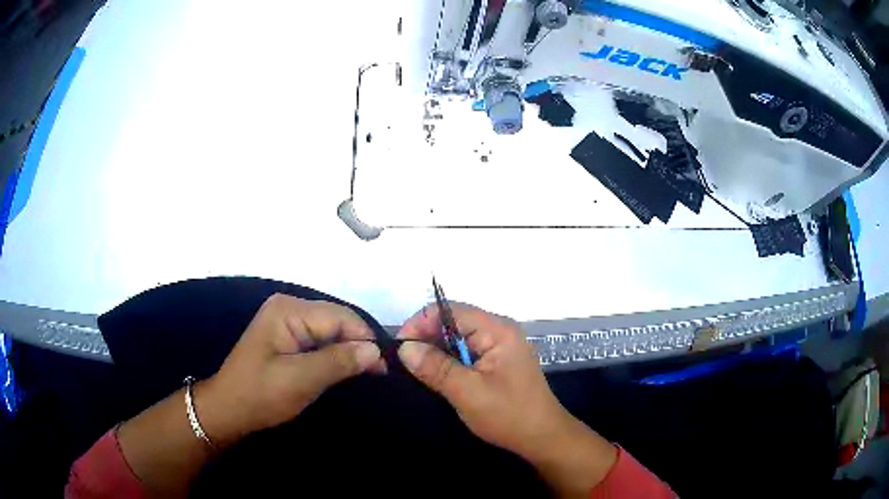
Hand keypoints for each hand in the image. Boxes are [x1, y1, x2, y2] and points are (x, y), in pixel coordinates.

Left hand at [198, 294, 383, 446]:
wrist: (229, 410)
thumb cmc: (261, 395)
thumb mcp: (301, 380)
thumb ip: (338, 361)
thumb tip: (376, 350)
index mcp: (288, 310)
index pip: (340, 317)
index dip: (365, 339)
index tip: (385, 369)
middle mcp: (289, 307)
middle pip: (337, 321)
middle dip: (358, 345)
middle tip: (377, 375)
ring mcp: (287, 320)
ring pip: (331, 331)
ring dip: (348, 352)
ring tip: (365, 374)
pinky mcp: (287, 335)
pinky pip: (320, 339)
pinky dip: (334, 355)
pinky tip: (344, 369)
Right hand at [397, 303, 616, 496]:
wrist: (542, 438)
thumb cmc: (509, 415)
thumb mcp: (468, 392)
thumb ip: (436, 367)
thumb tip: (404, 347)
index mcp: (497, 330)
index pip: (449, 311)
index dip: (421, 323)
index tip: (400, 348)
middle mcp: (499, 331)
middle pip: (453, 322)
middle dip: (426, 338)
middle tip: (404, 363)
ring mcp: (499, 346)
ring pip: (457, 338)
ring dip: (436, 352)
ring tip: (415, 371)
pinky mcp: (497, 361)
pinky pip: (466, 352)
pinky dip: (448, 362)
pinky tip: (437, 377)